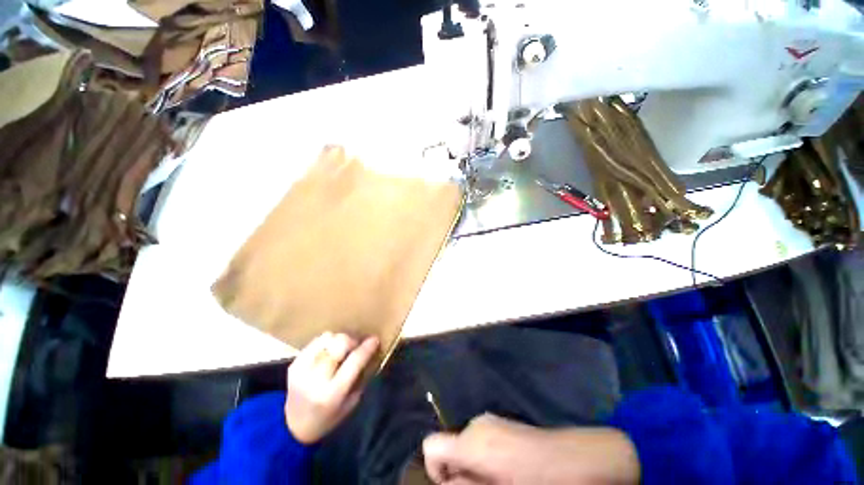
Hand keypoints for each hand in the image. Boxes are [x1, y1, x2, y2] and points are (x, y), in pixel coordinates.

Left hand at [285, 332, 378, 443]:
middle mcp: (316, 379)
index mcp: (333, 393)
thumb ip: (359, 377)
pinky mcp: (294, 364)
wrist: (293, 426)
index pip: (354, 361)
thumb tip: (369, 351)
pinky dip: (326, 342)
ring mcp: (302, 370)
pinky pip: (316, 341)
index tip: (374, 340)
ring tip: (341, 348)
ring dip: (338, 340)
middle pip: (340, 344)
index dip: (367, 347)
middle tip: (356, 346)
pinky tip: (329, 351)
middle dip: (352, 341)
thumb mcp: (350, 403)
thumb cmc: (328, 417)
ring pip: (327, 338)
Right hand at [422, 414, 639, 484]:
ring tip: (496, 482)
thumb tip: (446, 484)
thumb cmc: (537, 481)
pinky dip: (482, 457)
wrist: (572, 458)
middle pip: (449, 447)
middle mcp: (475, 424)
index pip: (432, 446)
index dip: (433, 471)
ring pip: (464, 444)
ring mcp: (489, 420)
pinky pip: (479, 439)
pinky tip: (505, 470)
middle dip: (456, 472)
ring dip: (471, 466)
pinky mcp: (499, 422)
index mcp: (472, 442)